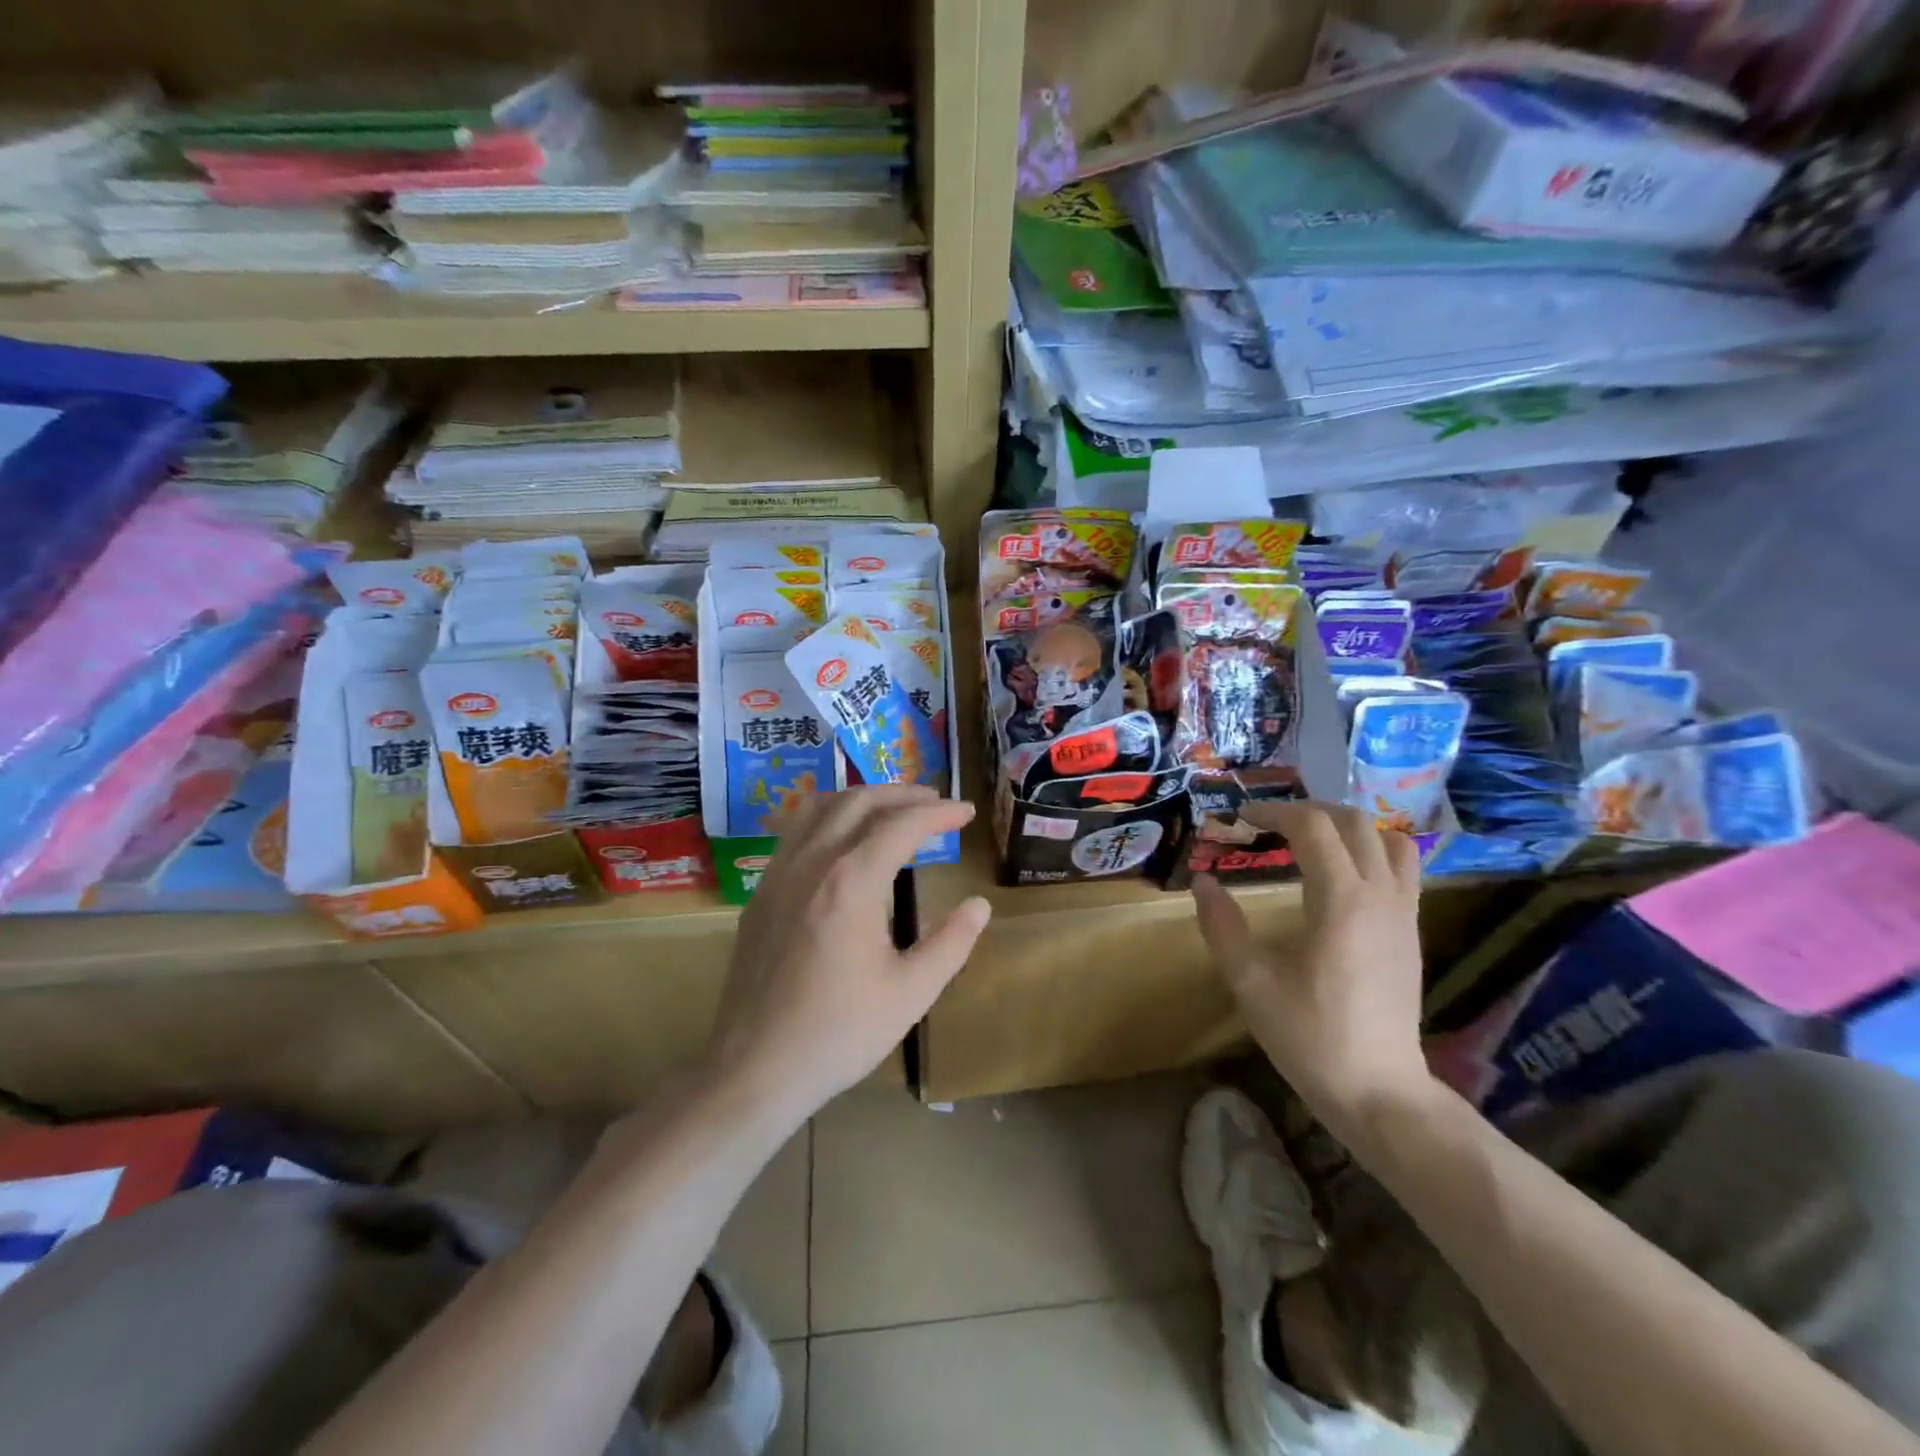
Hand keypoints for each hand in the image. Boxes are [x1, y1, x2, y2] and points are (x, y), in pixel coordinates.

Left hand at [702, 786, 991, 1121]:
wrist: (754, 1069)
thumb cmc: (839, 1032)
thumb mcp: (911, 993)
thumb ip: (951, 942)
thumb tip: (979, 905)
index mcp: (852, 881)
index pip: (903, 825)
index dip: (940, 812)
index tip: (967, 811)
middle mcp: (812, 862)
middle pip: (859, 802)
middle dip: (902, 794)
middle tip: (935, 802)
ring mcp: (778, 874)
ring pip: (821, 807)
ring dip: (862, 798)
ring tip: (891, 808)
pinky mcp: (760, 894)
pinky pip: (795, 831)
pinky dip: (828, 816)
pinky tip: (841, 838)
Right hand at [1192, 801, 1430, 1130]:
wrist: (1378, 1089)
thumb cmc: (1309, 1034)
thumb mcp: (1249, 981)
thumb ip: (1222, 925)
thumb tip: (1202, 882)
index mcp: (1340, 901)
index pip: (1312, 827)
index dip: (1273, 812)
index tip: (1241, 819)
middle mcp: (1380, 895)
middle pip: (1354, 822)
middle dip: (1308, 811)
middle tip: (1270, 824)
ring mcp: (1404, 913)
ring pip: (1389, 839)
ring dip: (1348, 826)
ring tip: (1311, 840)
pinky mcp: (1412, 931)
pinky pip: (1403, 868)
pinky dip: (1372, 851)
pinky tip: (1341, 875)